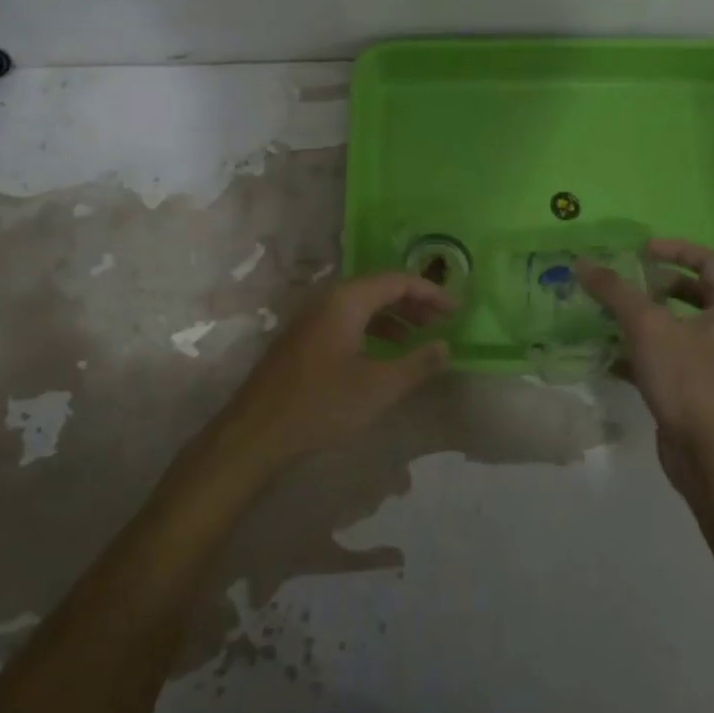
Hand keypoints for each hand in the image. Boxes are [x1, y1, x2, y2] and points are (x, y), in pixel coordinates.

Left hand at [213, 272, 454, 473]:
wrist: (256, 431)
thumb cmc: (322, 404)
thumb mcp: (379, 387)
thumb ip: (417, 364)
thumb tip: (445, 346)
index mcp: (347, 299)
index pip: (397, 280)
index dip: (431, 292)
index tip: (457, 309)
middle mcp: (328, 299)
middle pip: (379, 288)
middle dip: (413, 302)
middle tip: (442, 321)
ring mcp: (312, 317)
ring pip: (362, 304)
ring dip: (393, 316)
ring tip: (419, 337)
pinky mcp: (303, 337)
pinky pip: (346, 319)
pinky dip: (372, 328)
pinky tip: (384, 351)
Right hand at [579, 239, 713, 492]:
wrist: (706, 453)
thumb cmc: (686, 378)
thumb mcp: (646, 325)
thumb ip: (614, 291)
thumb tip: (583, 262)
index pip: (710, 261)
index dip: (676, 249)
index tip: (642, 251)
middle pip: (693, 292)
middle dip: (657, 284)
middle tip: (627, 283)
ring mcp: (710, 362)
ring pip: (676, 326)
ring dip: (644, 317)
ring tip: (610, 314)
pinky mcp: (692, 388)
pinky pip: (664, 358)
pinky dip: (638, 351)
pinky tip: (609, 356)